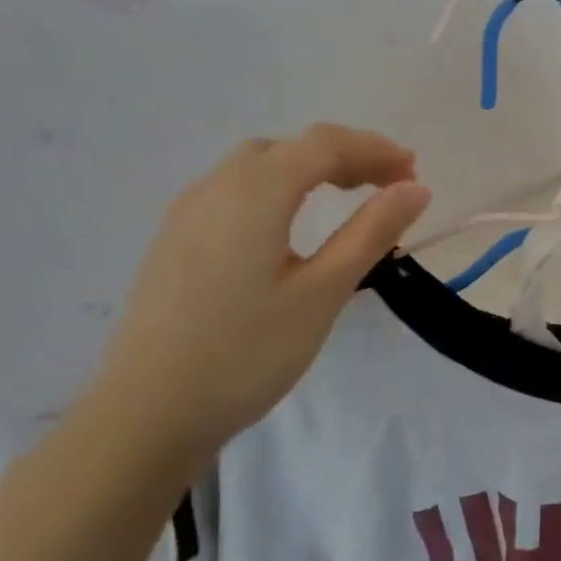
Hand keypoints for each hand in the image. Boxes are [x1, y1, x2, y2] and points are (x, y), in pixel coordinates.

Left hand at [84, 126, 430, 457]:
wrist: (145, 416)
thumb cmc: (246, 352)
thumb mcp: (322, 292)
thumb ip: (371, 232)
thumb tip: (416, 189)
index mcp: (254, 192)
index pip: (324, 144)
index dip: (374, 150)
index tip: (414, 172)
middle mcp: (215, 188)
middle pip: (289, 148)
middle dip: (344, 156)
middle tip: (387, 186)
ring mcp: (185, 215)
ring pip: (256, 167)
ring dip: (308, 170)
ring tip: (345, 199)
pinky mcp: (172, 243)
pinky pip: (233, 192)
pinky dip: (276, 190)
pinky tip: (286, 228)